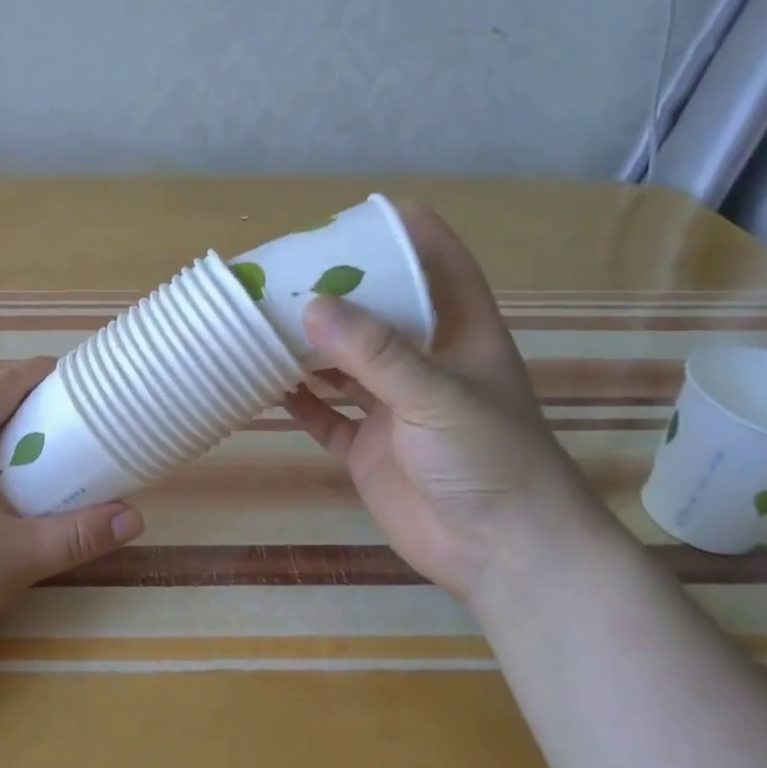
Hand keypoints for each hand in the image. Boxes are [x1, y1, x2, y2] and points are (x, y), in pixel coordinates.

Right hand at [284, 204, 621, 604]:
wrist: (503, 555)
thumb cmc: (489, 460)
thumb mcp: (437, 396)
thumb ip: (375, 352)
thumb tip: (311, 305)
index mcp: (460, 335)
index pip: (440, 266)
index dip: (408, 234)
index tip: (361, 212)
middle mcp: (425, 364)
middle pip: (379, 313)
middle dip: (338, 291)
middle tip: (285, 268)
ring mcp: (393, 408)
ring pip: (343, 364)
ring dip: (309, 346)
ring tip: (263, 319)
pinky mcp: (369, 448)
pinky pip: (326, 417)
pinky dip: (299, 402)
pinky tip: (266, 384)